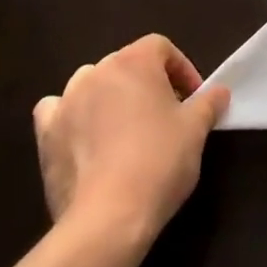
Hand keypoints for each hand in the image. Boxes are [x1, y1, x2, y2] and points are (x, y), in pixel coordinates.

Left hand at [33, 35, 228, 247]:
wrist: (107, 218)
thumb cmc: (158, 162)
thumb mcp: (196, 130)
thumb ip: (209, 103)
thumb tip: (220, 92)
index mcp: (135, 61)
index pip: (161, 48)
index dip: (180, 69)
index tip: (193, 99)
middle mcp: (98, 70)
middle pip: (127, 65)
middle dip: (147, 85)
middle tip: (164, 117)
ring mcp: (67, 101)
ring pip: (92, 84)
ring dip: (109, 98)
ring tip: (125, 130)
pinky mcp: (46, 134)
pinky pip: (56, 111)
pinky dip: (69, 117)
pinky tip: (82, 138)